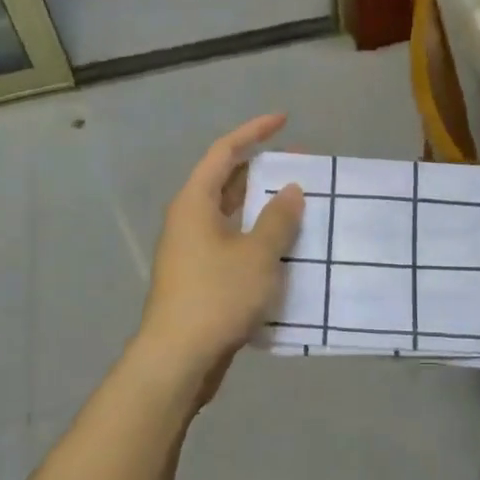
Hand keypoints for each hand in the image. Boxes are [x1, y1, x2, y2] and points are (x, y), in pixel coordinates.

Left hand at [134, 114, 303, 392]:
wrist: (179, 358)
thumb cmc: (217, 295)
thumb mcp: (257, 253)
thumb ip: (277, 218)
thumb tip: (291, 190)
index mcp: (194, 202)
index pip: (224, 152)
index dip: (253, 132)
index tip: (284, 121)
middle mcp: (189, 220)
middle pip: (227, 182)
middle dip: (263, 171)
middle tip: (301, 167)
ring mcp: (193, 251)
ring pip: (232, 217)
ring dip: (263, 209)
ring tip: (301, 205)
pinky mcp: (201, 278)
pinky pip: (233, 245)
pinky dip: (258, 239)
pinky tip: (285, 250)